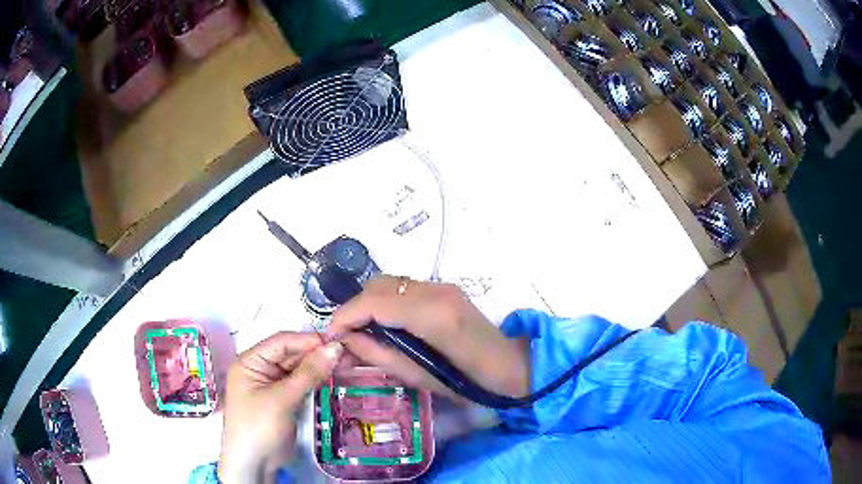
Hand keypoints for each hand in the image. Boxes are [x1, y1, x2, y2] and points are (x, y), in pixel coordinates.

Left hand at [219, 332, 341, 482]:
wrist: (254, 464)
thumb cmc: (259, 426)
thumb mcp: (282, 399)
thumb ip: (308, 373)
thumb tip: (334, 348)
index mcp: (250, 362)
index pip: (281, 342)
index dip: (308, 340)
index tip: (337, 342)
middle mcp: (260, 369)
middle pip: (291, 354)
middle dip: (316, 354)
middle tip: (347, 354)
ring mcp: (273, 386)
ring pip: (298, 369)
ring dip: (318, 367)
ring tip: (345, 363)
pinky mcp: (284, 400)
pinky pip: (302, 384)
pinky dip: (316, 381)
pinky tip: (333, 378)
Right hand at [328, 276, 528, 400]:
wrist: (511, 368)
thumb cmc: (469, 383)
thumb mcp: (420, 378)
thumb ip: (379, 355)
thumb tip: (346, 340)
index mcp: (433, 316)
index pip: (375, 302)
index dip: (346, 315)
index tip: (331, 335)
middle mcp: (436, 291)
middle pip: (378, 286)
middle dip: (355, 309)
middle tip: (345, 337)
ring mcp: (442, 286)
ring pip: (389, 284)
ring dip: (369, 304)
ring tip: (361, 333)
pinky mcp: (445, 289)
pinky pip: (403, 289)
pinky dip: (385, 302)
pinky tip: (384, 325)